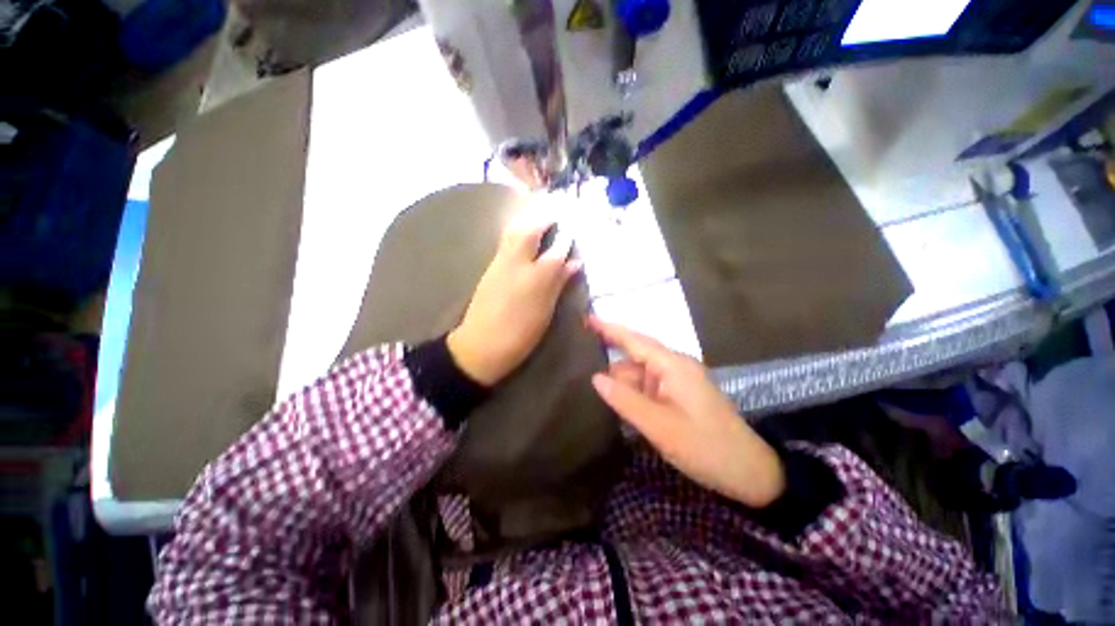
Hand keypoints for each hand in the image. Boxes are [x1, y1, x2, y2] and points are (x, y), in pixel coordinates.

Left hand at [447, 216, 580, 385]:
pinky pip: (504, 244)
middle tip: (555, 218)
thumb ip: (558, 284)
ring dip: (528, 224)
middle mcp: (516, 264)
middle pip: (529, 232)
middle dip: (543, 221)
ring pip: (513, 234)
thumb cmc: (520, 334)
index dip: (565, 240)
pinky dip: (516, 235)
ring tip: (540, 224)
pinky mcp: (488, 270)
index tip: (572, 231)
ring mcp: (499, 265)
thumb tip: (573, 263)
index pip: (555, 251)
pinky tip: (523, 241)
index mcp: (535, 278)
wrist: (480, 345)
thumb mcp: (545, 312)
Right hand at [587, 317, 785, 507]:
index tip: (586, 320)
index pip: (635, 340)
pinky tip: (620, 406)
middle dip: (612, 368)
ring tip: (595, 395)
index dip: (609, 329)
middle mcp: (675, 366)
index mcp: (673, 365)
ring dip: (623, 385)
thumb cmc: (705, 447)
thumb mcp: (660, 426)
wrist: (749, 472)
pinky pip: (649, 387)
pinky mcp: (679, 394)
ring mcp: (678, 381)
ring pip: (641, 375)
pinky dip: (634, 395)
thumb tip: (596, 378)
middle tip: (580, 373)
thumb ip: (625, 400)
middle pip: (635, 359)